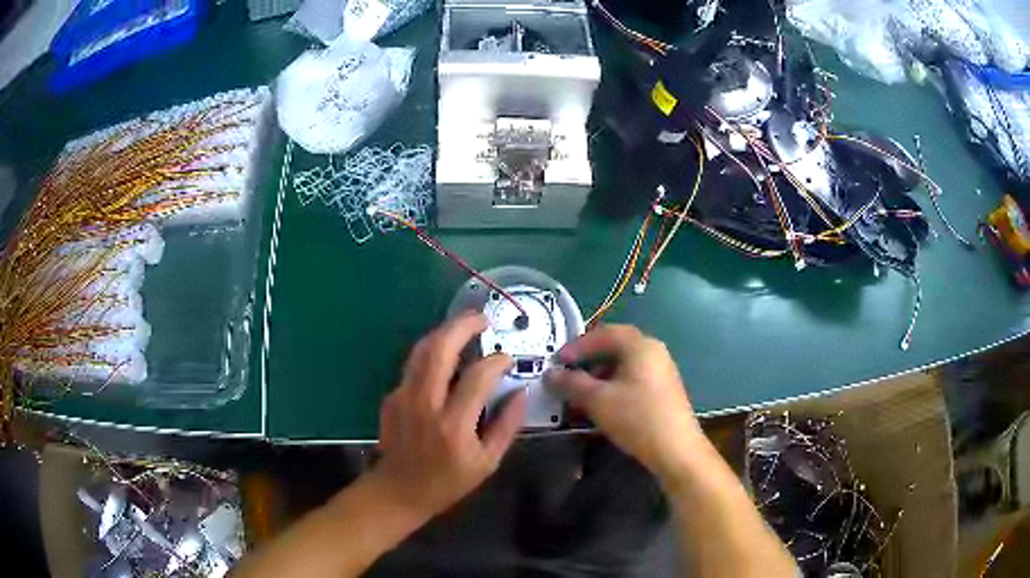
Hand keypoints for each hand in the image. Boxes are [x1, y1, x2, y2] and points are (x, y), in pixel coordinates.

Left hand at [368, 312, 526, 519]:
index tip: (508, 359)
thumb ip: (506, 426)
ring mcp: (403, 397)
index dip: (497, 361)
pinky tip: (445, 358)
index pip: (478, 377)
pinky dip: (431, 353)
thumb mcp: (487, 463)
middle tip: (482, 318)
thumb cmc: (447, 482)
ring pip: (421, 350)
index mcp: (454, 425)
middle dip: (463, 326)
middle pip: (440, 350)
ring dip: (444, 332)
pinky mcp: (391, 397)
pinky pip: (413, 365)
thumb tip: (520, 392)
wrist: (398, 491)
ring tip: (464, 326)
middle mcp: (425, 404)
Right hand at [545, 325, 702, 479]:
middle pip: (615, 348)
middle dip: (588, 362)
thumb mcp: (597, 400)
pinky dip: (614, 387)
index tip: (558, 361)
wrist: (676, 449)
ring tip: (581, 395)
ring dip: (599, 377)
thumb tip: (550, 374)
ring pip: (624, 366)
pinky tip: (603, 407)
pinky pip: (634, 380)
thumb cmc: (636, 417)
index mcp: (640, 346)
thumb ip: (571, 383)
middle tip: (568, 375)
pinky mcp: (665, 391)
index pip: (605, 333)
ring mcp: (662, 371)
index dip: (578, 345)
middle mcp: (654, 352)